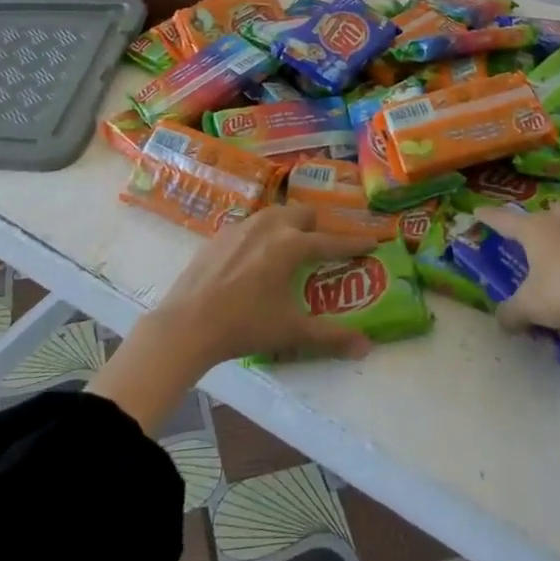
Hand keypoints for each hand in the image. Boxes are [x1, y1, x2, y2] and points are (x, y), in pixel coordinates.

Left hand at [149, 204, 378, 365]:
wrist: (187, 324)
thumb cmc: (244, 325)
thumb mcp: (291, 332)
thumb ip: (330, 336)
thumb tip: (365, 347)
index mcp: (291, 245)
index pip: (331, 241)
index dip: (353, 243)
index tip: (372, 241)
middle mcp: (270, 226)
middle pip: (303, 215)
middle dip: (319, 227)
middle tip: (325, 245)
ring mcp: (242, 226)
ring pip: (276, 213)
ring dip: (290, 223)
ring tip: (293, 243)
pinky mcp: (220, 234)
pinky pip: (251, 224)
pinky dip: (264, 232)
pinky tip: (257, 253)